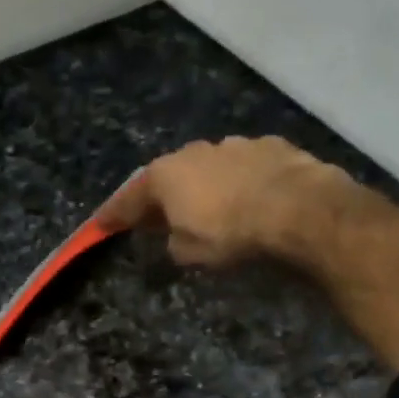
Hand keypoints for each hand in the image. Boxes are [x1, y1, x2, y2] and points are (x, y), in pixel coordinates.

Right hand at [96, 136, 365, 267]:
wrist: (297, 209)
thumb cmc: (230, 234)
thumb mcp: (189, 252)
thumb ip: (173, 242)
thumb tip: (176, 235)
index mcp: (166, 175)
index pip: (130, 198)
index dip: (115, 214)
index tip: (101, 224)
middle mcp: (195, 151)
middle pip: (169, 176)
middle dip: (162, 196)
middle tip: (158, 216)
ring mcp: (234, 144)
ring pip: (208, 168)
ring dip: (204, 186)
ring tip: (209, 207)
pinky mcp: (271, 147)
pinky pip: (243, 168)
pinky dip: (239, 182)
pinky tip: (248, 198)